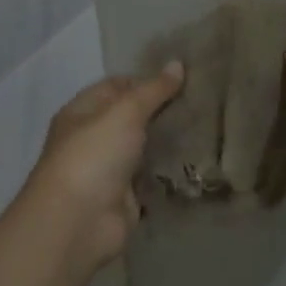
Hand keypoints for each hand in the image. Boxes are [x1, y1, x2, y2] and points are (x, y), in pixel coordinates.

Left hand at [24, 64, 183, 275]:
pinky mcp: (126, 198)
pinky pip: (151, 178)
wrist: (78, 221)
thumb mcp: (125, 112)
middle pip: (131, 118)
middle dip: (162, 111)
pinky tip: (198, 160)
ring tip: (207, 127)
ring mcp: (109, 170)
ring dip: (168, 141)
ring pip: (144, 148)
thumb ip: (153, 90)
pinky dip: (169, 171)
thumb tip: (177, 64)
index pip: (116, 86)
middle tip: (201, 101)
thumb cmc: (94, 155)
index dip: (146, 80)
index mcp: (82, 112)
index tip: (182, 79)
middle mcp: (92, 139)